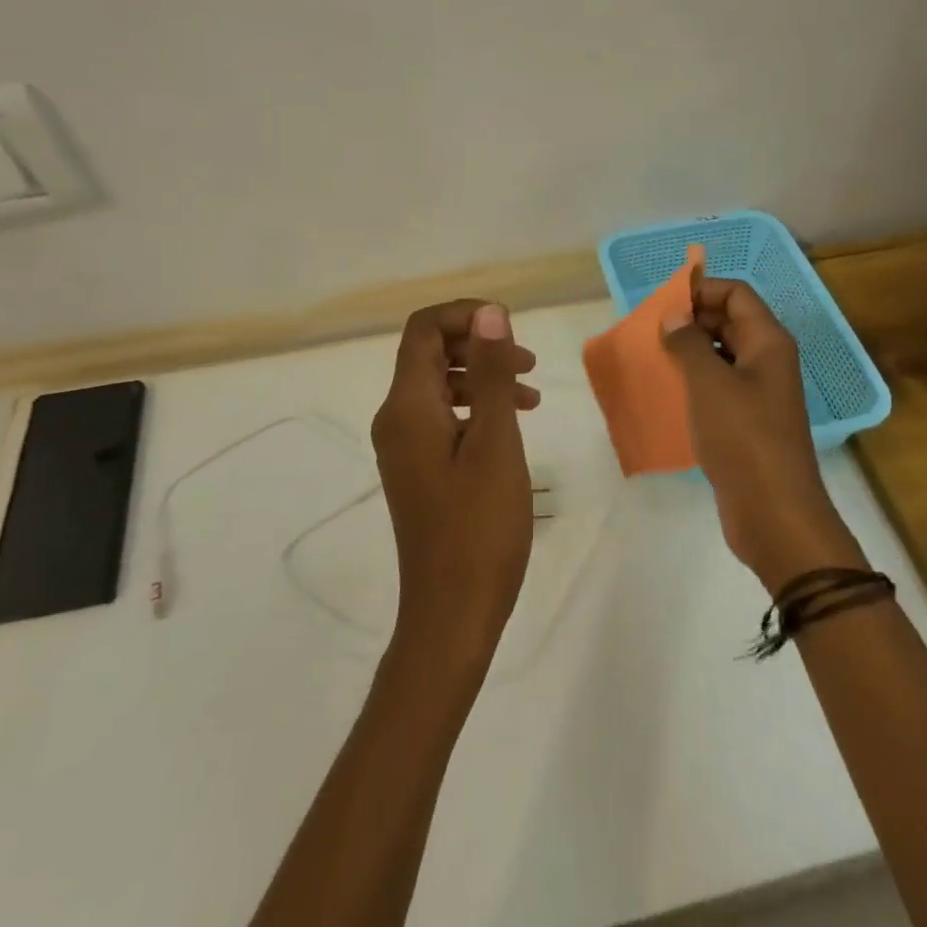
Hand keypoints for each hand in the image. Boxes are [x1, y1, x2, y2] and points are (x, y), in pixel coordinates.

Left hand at [371, 299, 539, 671]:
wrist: (452, 613)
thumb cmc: (479, 529)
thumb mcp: (495, 443)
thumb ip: (491, 375)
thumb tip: (488, 313)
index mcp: (406, 407)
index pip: (423, 330)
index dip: (466, 314)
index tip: (511, 327)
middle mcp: (395, 419)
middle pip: (428, 353)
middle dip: (478, 345)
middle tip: (527, 362)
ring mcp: (404, 447)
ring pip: (438, 386)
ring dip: (482, 377)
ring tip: (531, 392)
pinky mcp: (418, 469)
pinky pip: (442, 418)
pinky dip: (476, 408)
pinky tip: (511, 424)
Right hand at [661, 278, 864, 592]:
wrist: (773, 512)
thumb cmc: (743, 437)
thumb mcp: (709, 383)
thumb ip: (688, 342)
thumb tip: (673, 315)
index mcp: (768, 342)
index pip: (737, 295)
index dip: (702, 290)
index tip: (663, 303)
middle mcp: (767, 361)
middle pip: (730, 322)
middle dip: (691, 320)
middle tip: (651, 331)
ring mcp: (759, 394)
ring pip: (722, 356)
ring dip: (689, 352)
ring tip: (652, 358)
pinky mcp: (747, 422)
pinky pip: (719, 387)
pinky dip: (694, 382)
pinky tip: (666, 392)